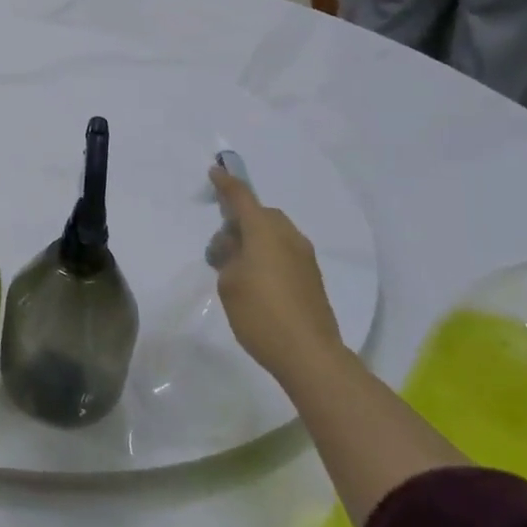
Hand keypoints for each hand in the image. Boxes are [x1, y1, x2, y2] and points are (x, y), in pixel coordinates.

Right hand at [208, 164, 342, 375]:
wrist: (309, 354)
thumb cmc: (261, 314)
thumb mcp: (229, 283)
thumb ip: (228, 257)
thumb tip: (236, 249)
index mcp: (265, 233)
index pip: (242, 199)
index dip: (227, 184)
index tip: (215, 171)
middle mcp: (288, 238)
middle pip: (261, 215)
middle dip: (240, 220)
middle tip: (220, 246)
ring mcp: (304, 258)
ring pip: (274, 234)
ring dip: (254, 240)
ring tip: (234, 267)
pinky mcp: (311, 278)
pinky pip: (284, 251)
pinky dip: (267, 255)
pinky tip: (255, 281)